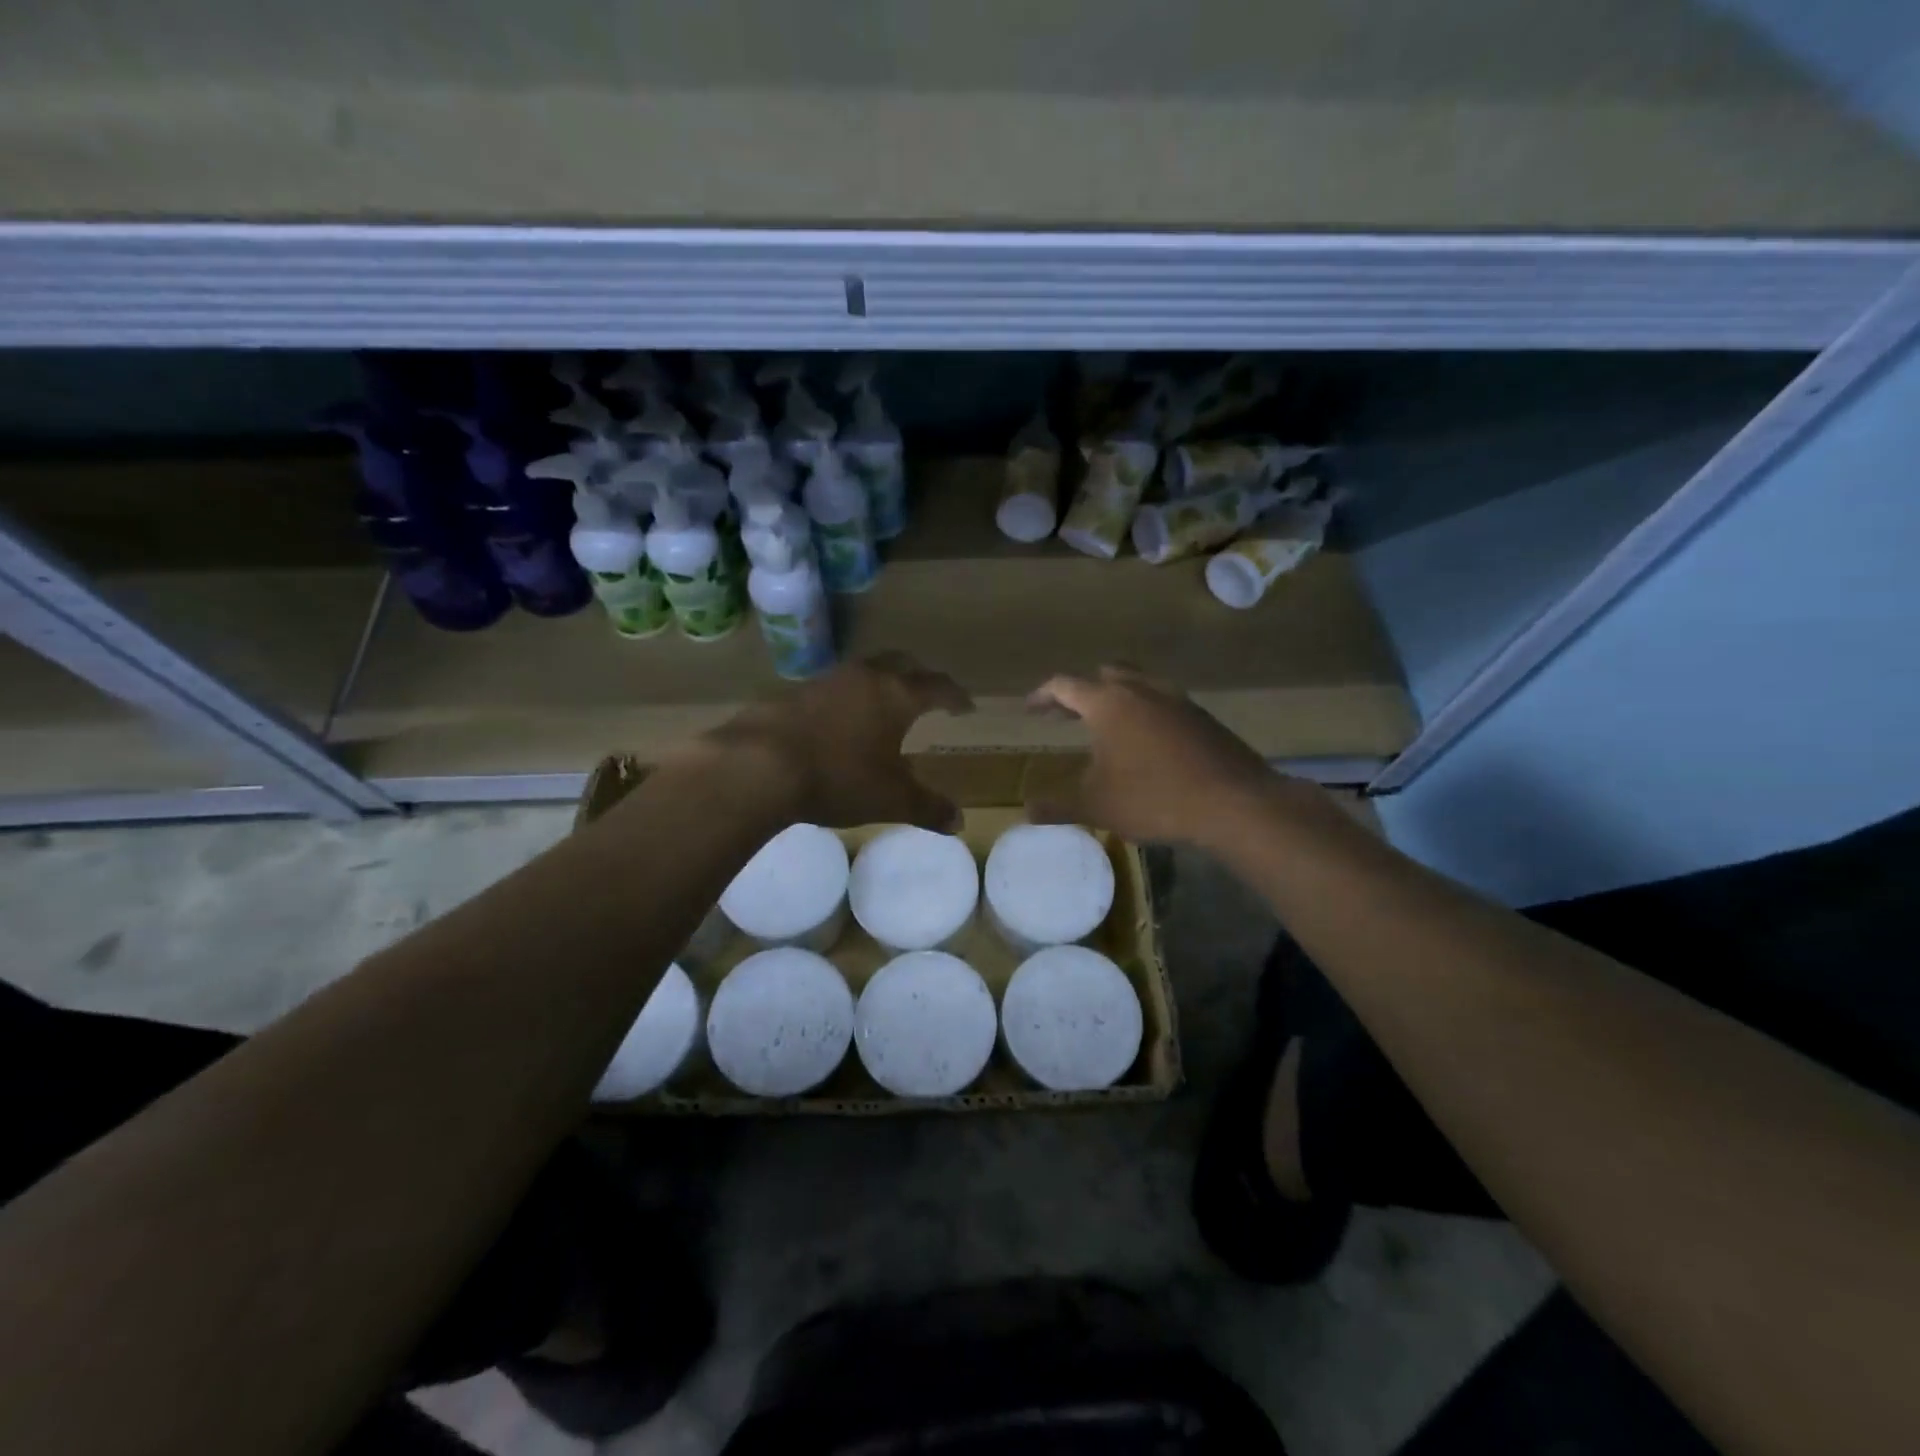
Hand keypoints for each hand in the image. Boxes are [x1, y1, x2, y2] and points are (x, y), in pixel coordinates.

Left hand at [700, 653, 973, 830]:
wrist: (759, 764)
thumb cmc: (839, 778)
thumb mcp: (891, 800)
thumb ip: (928, 808)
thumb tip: (960, 821)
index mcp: (897, 695)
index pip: (937, 686)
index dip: (955, 696)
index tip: (966, 706)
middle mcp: (865, 677)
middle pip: (902, 663)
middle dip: (919, 676)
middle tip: (928, 694)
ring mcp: (826, 680)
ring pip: (864, 670)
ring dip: (880, 682)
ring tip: (883, 706)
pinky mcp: (793, 691)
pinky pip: (833, 686)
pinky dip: (847, 697)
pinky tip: (839, 720)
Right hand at [1025, 666, 1287, 846]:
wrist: (1233, 802)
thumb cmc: (1154, 798)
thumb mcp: (1096, 806)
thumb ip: (1058, 806)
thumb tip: (1027, 811)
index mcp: (1108, 703)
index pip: (1065, 685)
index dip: (1043, 695)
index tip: (1030, 709)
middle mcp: (1141, 690)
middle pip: (1105, 674)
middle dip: (1081, 691)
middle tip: (1066, 713)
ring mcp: (1177, 699)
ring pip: (1138, 683)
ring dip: (1117, 697)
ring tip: (1107, 725)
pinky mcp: (1202, 716)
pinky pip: (1164, 702)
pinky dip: (1146, 711)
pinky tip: (1147, 742)